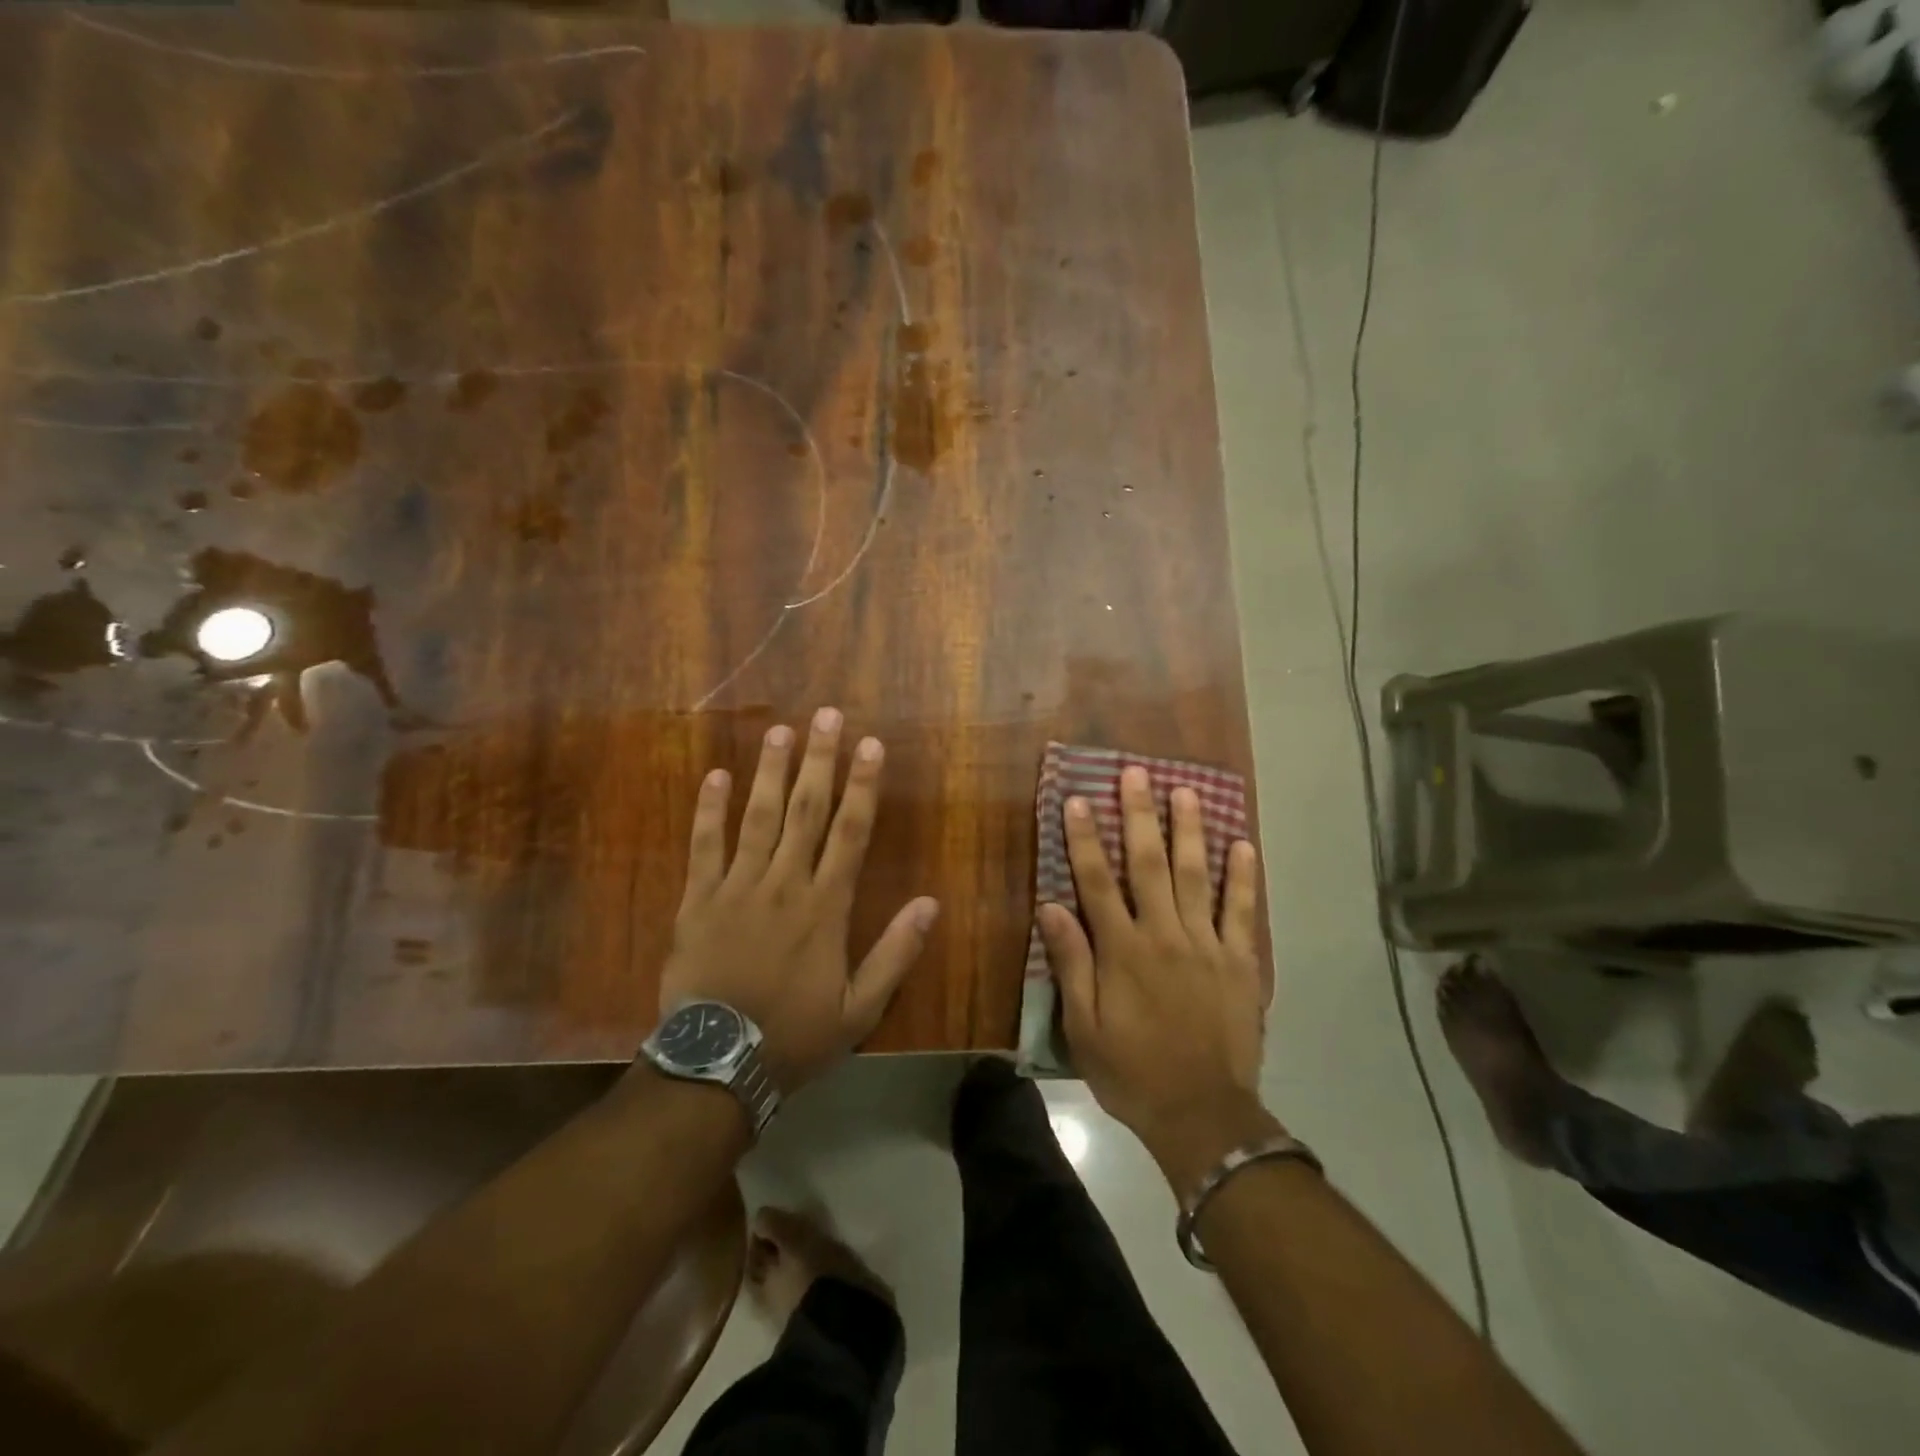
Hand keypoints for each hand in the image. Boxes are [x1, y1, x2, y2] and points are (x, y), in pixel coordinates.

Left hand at [659, 708, 938, 1092]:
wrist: (716, 1065)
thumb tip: (931, 903)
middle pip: (806, 811)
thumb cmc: (795, 1036)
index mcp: (825, 907)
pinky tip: (716, 776)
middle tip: (826, 716)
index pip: (851, 832)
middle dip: (819, 761)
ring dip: (771, 772)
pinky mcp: (697, 901)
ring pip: (758, 818)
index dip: (863, 786)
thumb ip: (895, 953)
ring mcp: (737, 888)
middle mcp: (784, 884)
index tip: (870, 745)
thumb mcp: (860, 1009)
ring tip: (780, 731)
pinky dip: (709, 811)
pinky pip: (704, 847)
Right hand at [1037, 766, 1275, 1197]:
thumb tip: (1052, 906)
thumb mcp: (1084, 1027)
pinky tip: (1242, 844)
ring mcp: (1206, 945)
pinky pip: (1242, 911)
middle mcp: (1163, 934)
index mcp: (1122, 950)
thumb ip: (1072, 963)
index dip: (1084, 838)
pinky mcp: (1239, 961)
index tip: (1077, 799)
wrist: (1203, 1115)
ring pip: (1196, 875)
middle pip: (1147, 864)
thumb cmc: (1133, 1072)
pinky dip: (1243, 877)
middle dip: (1139, 815)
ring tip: (1185, 790)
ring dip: (1188, 830)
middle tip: (1137, 773)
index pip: (1097, 881)